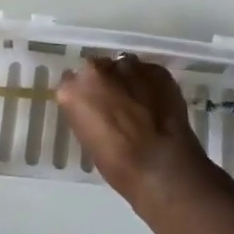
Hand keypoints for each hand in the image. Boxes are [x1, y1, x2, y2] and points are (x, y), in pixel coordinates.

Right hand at [56, 53, 215, 210]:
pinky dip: (150, 84)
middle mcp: (97, 69)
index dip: (84, 94)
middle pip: (97, 68)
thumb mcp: (89, 140)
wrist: (162, 168)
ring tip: (139, 102)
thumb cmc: (118, 166)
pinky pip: (148, 73)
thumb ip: (88, 113)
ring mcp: (129, 65)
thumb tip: (96, 107)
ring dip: (127, 80)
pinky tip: (158, 103)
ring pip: (124, 66)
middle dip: (105, 81)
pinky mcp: (156, 69)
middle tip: (116, 103)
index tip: (92, 105)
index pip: (71, 81)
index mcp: (73, 89)